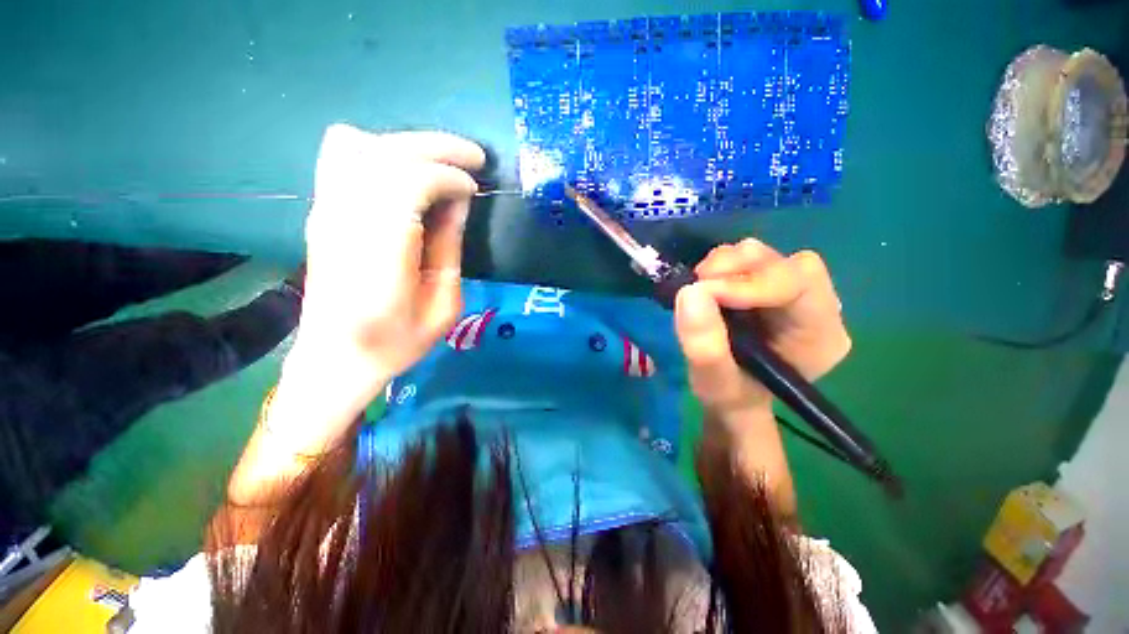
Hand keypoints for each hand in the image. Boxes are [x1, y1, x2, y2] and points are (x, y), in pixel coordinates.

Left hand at [294, 124, 485, 385]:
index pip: (407, 183)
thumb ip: (449, 247)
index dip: (447, 176)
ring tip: (443, 163)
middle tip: (474, 158)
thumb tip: (460, 199)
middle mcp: (343, 224)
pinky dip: (379, 149)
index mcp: (379, 257)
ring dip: (410, 146)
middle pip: (385, 154)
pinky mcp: (320, 212)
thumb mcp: (442, 306)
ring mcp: (324, 213)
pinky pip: (340, 156)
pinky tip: (405, 169)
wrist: (336, 358)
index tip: (474, 188)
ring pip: (360, 145)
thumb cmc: (397, 342)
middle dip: (437, 148)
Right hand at [674, 239, 850, 418]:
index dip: (750, 281)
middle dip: (735, 269)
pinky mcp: (766, 284)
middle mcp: (814, 306)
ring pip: (762, 255)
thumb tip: (689, 292)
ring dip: (724, 266)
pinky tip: (707, 288)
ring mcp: (790, 291)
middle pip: (783, 262)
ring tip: (699, 291)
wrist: (735, 396)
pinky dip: (719, 266)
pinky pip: (745, 259)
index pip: (799, 284)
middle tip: (698, 288)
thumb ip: (705, 347)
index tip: (704, 291)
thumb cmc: (732, 398)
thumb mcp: (715, 386)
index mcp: (819, 335)